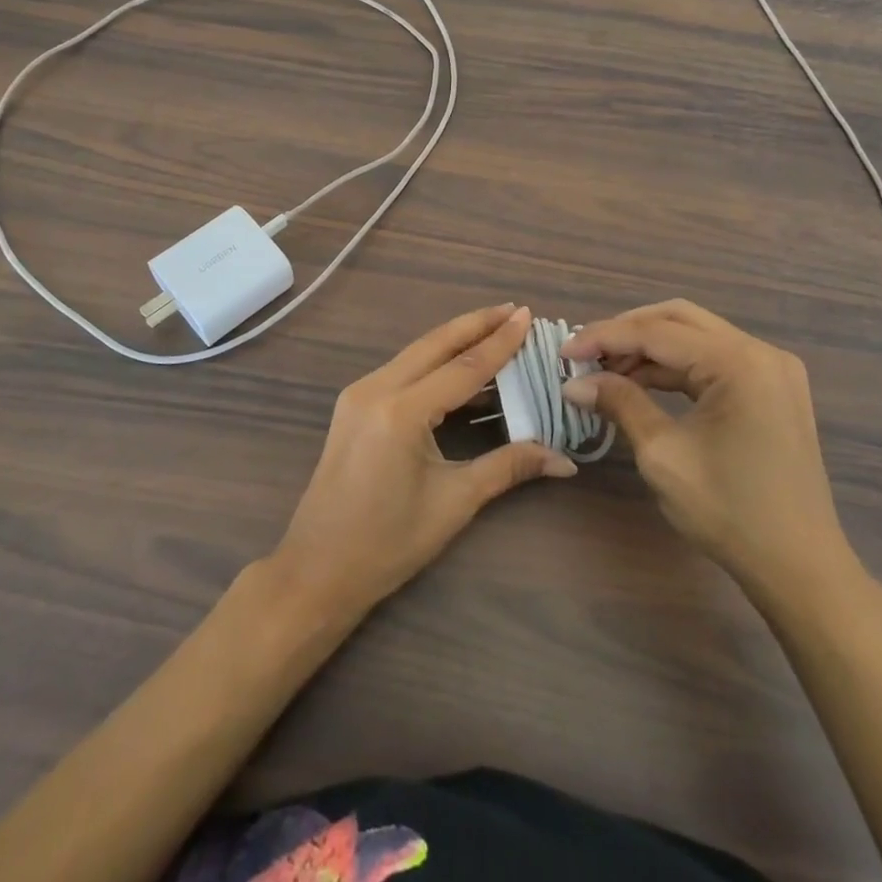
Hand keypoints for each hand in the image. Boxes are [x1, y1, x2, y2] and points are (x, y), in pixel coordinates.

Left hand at [271, 304, 575, 619]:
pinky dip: (433, 361)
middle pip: (435, 344)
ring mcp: (359, 394)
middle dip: (476, 324)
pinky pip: (401, 370)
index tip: (528, 315)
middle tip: (514, 310)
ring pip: (416, 353)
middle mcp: (376, 389)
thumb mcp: (454, 502)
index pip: (464, 367)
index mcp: (401, 411)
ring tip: (493, 328)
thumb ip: (508, 467)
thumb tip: (564, 460)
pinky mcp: (353, 405)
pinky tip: (457, 365)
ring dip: (454, 339)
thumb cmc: (388, 542)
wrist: (317, 571)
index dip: (500, 341)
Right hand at [562, 300, 858, 601]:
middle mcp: (760, 351)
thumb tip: (575, 383)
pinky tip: (642, 382)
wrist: (800, 568)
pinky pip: (714, 359)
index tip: (563, 352)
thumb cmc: (729, 512)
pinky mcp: (772, 388)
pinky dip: (676, 366)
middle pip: (678, 319)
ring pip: (696, 336)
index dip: (604, 338)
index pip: (656, 332)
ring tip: (605, 370)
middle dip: (627, 331)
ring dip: (649, 348)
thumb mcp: (663, 455)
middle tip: (585, 354)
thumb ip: (620, 403)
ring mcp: (771, 368)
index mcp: (738, 362)